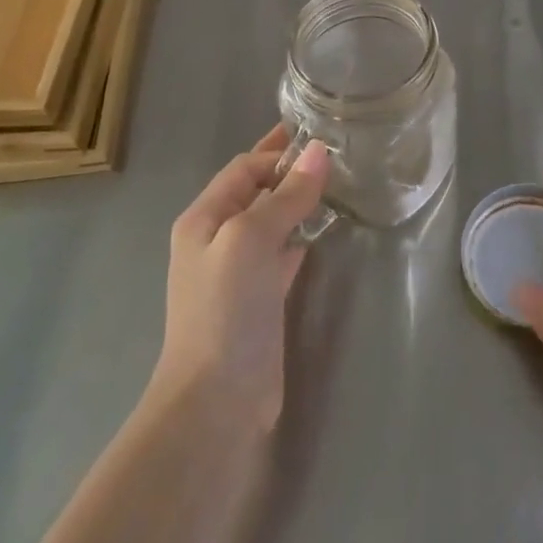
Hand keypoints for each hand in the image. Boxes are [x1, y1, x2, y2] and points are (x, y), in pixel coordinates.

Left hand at [149, 124, 328, 431]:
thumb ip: (286, 195)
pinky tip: (324, 229)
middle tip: (335, 152)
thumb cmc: (226, 310)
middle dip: (288, 170)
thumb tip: (319, 150)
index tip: (322, 141)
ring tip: (338, 183)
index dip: (278, 152)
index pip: (244, 168)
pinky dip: (301, 234)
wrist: (216, 401)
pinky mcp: (260, 298)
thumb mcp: (251, 240)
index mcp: (204, 218)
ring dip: (297, 200)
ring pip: (271, 220)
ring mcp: (238, 271)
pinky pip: (283, 251)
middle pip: (256, 190)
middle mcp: (217, 239)